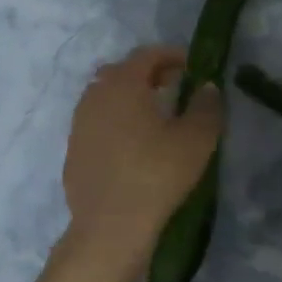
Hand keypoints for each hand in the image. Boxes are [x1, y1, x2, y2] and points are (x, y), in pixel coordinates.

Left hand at [63, 47, 220, 261]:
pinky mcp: (74, 152)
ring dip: (130, 98)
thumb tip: (207, 87)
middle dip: (149, 73)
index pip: (146, 55)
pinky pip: (97, 124)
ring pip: (105, 98)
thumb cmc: (157, 174)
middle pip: (121, 72)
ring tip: (155, 115)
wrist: (111, 227)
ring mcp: (79, 126)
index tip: (193, 65)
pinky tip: (134, 145)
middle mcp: (95, 97)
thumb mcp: (197, 139)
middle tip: (175, 85)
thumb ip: (206, 106)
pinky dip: (116, 122)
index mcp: (123, 85)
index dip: (172, 55)